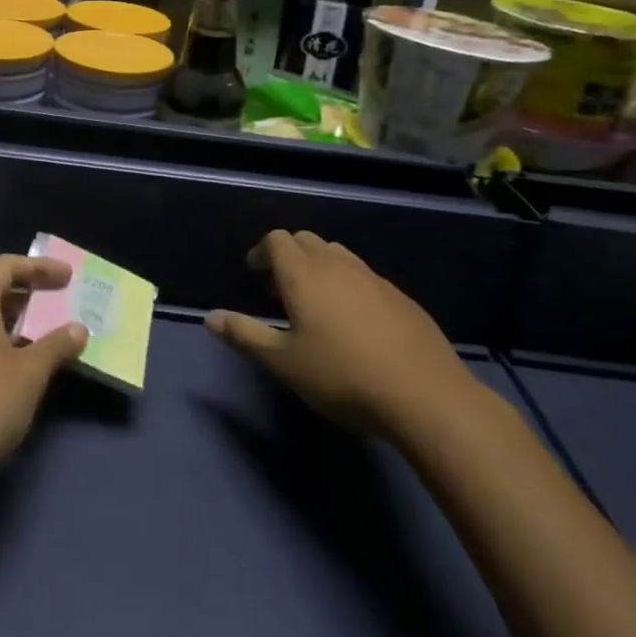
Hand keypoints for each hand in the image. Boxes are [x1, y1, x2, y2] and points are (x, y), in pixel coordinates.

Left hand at [0, 253, 88, 491]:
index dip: (39, 267)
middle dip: (24, 292)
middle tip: (55, 301)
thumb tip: (78, 329)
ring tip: (37, 334)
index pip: (5, 266)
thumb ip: (56, 345)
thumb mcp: (30, 375)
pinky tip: (9, 364)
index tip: (67, 277)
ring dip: (7, 319)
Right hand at [206, 230, 483, 442]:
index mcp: (303, 274)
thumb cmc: (342, 377)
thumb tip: (209, 317)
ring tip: (317, 303)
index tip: (255, 275)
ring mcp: (373, 278)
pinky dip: (349, 285)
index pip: (277, 239)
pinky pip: (364, 276)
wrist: (426, 397)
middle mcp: (336, 265)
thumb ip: (245, 335)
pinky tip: (356, 323)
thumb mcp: (284, 363)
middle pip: (307, 240)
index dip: (262, 251)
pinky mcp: (400, 297)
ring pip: (338, 255)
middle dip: (289, 255)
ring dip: (320, 266)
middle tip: (281, 290)